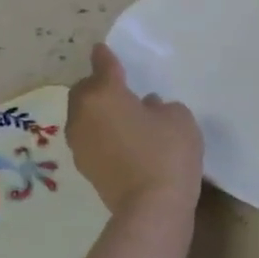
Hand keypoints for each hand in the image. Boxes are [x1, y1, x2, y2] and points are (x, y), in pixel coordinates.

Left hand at [67, 45, 203, 217]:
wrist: (152, 208)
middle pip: (84, 91)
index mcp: (104, 94)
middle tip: (119, 87)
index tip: (102, 49)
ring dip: (98, 112)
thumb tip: (145, 108)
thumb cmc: (167, 153)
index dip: (105, 56)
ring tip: (121, 114)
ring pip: (84, 116)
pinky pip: (91, 138)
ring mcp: (80, 144)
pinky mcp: (85, 168)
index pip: (103, 66)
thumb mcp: (178, 118)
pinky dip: (101, 133)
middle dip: (97, 86)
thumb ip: (160, 106)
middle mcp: (83, 115)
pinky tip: (121, 139)